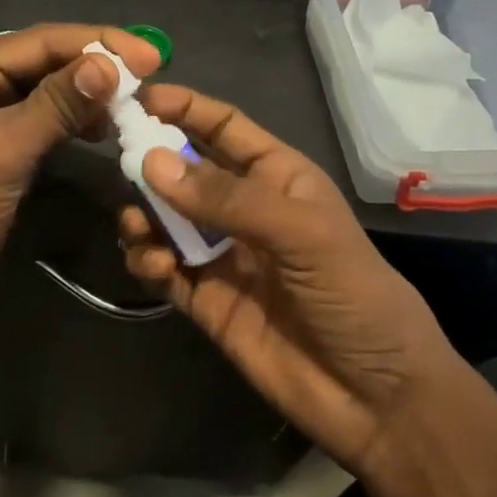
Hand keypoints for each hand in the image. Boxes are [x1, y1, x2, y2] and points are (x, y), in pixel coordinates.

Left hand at [0, 24, 163, 352]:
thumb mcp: (2, 151)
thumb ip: (56, 103)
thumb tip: (109, 63)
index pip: (40, 41)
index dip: (98, 42)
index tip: (153, 55)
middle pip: (42, 62)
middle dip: (94, 67)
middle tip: (150, 77)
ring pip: (44, 94)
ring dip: (86, 96)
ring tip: (130, 107)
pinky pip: (39, 124)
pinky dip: (70, 124)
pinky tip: (98, 131)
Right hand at [118, 84, 460, 473]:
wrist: (376, 398)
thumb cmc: (354, 295)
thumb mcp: (301, 234)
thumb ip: (226, 198)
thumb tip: (150, 162)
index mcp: (277, 176)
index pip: (223, 127)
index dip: (184, 108)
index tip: (138, 98)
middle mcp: (245, 208)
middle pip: (185, 170)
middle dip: (151, 162)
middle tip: (120, 163)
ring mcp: (222, 254)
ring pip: (165, 219)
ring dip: (143, 215)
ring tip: (138, 227)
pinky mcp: (205, 299)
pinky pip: (163, 267)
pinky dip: (148, 261)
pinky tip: (154, 266)